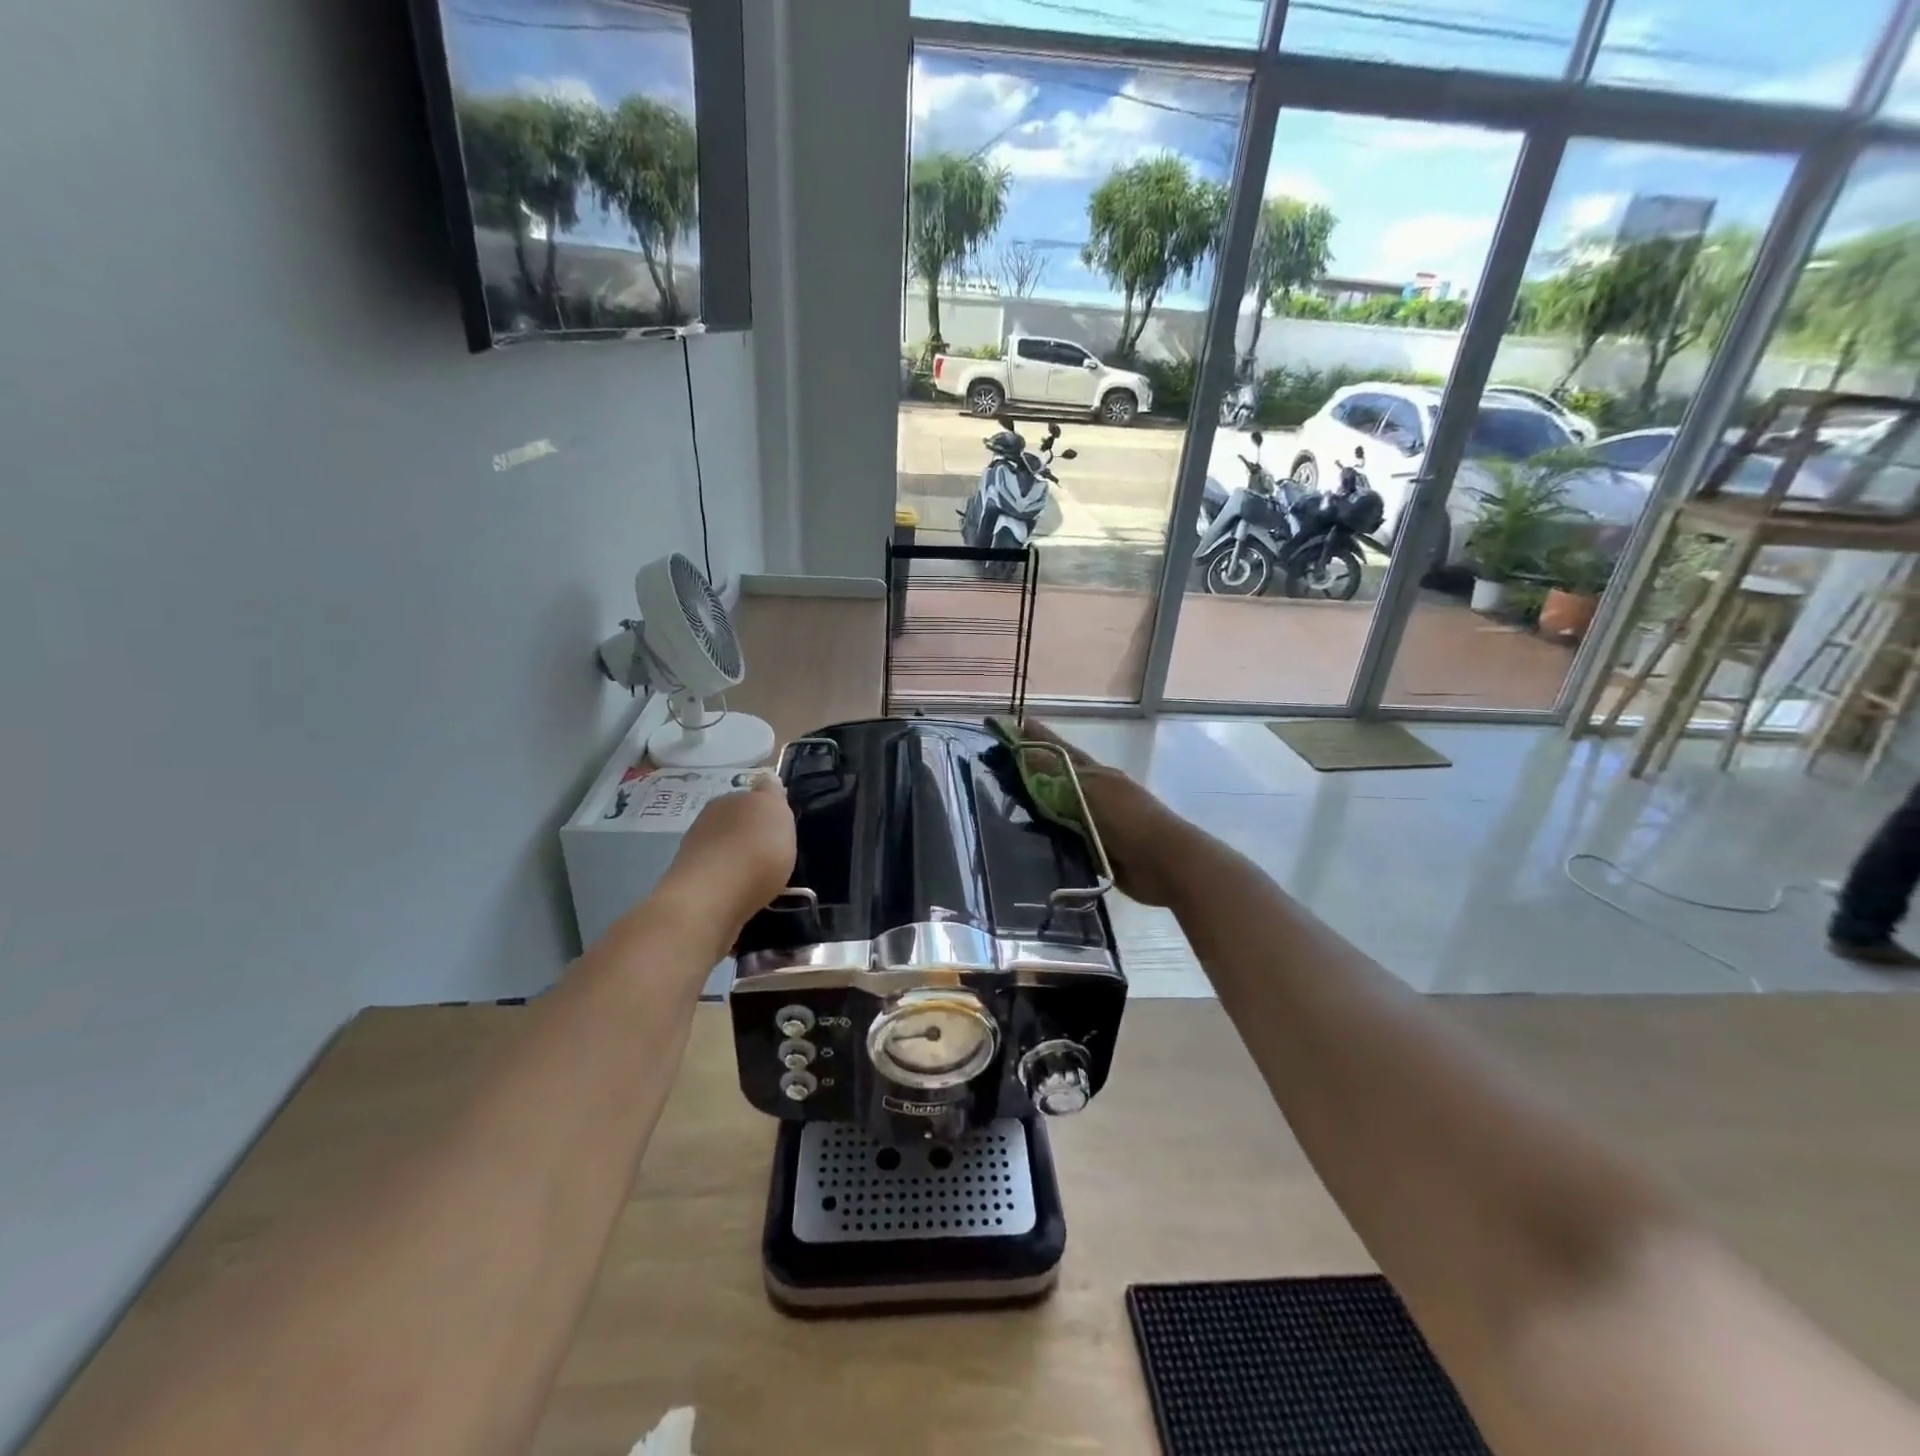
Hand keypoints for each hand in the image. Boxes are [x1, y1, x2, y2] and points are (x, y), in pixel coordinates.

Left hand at [661, 773, 797, 930]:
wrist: (712, 899)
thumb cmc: (754, 850)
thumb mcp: (776, 813)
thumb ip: (772, 795)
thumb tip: (767, 779)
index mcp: (730, 799)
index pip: (751, 795)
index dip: (767, 807)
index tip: (781, 825)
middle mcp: (708, 820)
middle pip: (735, 822)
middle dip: (751, 833)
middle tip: (773, 852)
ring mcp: (695, 852)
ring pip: (724, 849)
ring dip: (738, 859)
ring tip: (759, 877)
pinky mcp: (691, 884)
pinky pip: (718, 876)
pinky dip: (729, 882)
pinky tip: (742, 893)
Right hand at [1018, 720, 1194, 907]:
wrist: (1165, 863)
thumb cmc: (1130, 819)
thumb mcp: (1091, 790)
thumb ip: (1057, 773)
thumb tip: (1023, 750)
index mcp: (1096, 775)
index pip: (1059, 751)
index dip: (1038, 738)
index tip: (1015, 724)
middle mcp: (1094, 795)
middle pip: (1056, 780)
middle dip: (1031, 772)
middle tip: (1000, 766)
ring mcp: (1094, 823)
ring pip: (1057, 810)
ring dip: (1035, 806)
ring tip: (1006, 802)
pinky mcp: (1093, 851)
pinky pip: (1062, 839)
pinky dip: (1045, 836)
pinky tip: (1026, 838)